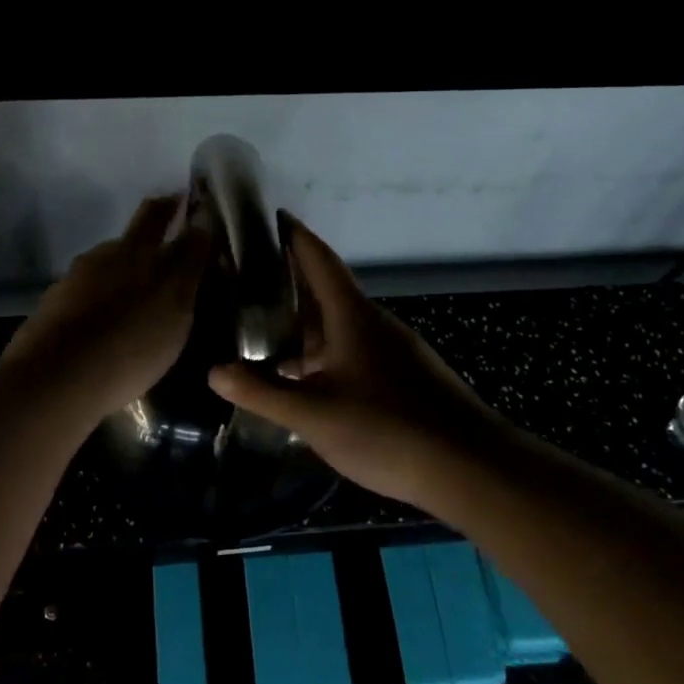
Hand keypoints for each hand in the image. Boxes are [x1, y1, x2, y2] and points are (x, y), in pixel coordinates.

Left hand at [0, 196, 209, 422]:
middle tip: (169, 231)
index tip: (188, 201)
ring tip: (139, 294)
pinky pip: (87, 295)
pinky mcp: (53, 308)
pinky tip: (107, 325)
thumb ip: (189, 264)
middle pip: (133, 233)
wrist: (56, 379)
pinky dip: (102, 301)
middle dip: (154, 223)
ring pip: (108, 265)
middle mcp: (104, 255)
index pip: (161, 215)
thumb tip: (200, 229)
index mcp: (137, 250)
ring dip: (125, 270)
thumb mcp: (176, 307)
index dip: (177, 206)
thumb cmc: (130, 344)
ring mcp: (74, 280)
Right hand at [208, 220, 509, 515]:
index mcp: (353, 317)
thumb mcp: (313, 415)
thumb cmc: (387, 429)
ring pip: (341, 326)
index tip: (274, 216)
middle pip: (328, 293)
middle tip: (249, 282)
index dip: (296, 237)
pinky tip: (308, 380)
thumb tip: (214, 371)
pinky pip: (355, 350)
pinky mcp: (405, 376)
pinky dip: (326, 353)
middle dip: (291, 285)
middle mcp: (375, 324)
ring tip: (267, 334)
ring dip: (307, 326)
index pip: (320, 262)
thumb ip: (262, 393)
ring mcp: (395, 351)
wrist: (469, 467)